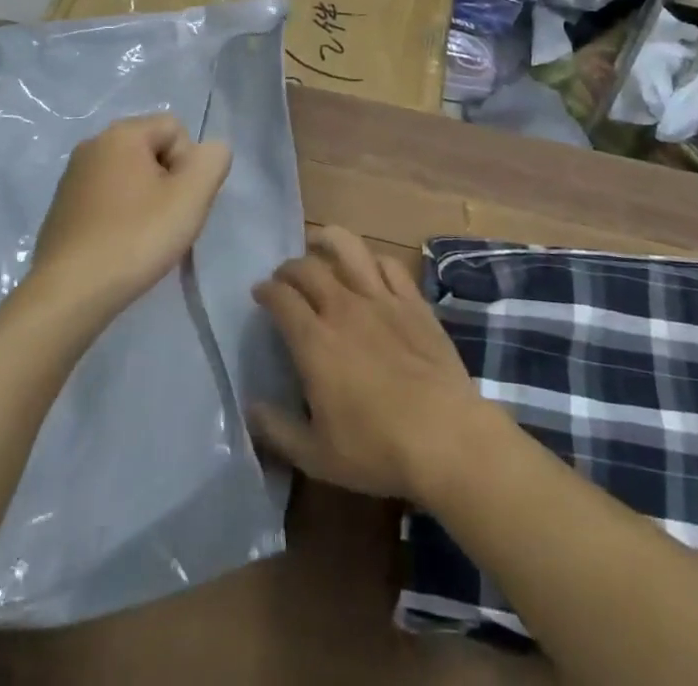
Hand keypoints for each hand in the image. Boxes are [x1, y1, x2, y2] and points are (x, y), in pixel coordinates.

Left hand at [27, 114, 231, 320]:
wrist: (69, 294)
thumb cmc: (136, 238)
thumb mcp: (192, 196)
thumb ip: (213, 160)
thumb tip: (211, 150)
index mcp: (121, 133)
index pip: (175, 129)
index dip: (189, 164)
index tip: (180, 201)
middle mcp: (93, 145)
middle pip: (152, 151)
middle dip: (168, 182)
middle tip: (168, 221)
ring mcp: (72, 177)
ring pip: (130, 177)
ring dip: (146, 200)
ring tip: (145, 237)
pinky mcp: (62, 208)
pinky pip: (107, 199)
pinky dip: (120, 216)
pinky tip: (121, 246)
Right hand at [249, 227, 503, 503]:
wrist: (446, 436)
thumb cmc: (377, 450)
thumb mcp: (316, 456)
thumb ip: (277, 431)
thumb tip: (250, 408)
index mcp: (314, 342)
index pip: (281, 298)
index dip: (265, 290)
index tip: (259, 293)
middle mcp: (343, 308)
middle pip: (308, 268)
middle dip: (289, 267)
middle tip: (284, 277)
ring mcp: (381, 299)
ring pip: (349, 248)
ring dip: (328, 241)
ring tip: (319, 244)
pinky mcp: (413, 301)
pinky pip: (389, 264)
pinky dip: (372, 259)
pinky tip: (368, 266)